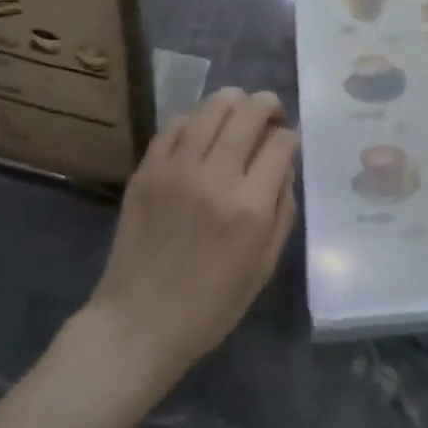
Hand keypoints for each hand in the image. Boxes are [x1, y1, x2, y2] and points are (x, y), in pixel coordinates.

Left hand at [83, 88, 298, 385]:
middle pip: (250, 111)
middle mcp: (215, 176)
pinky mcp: (147, 169)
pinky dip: (196, 120)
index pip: (281, 142)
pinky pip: (176, 124)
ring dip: (234, 103)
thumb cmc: (209, 306)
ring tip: (237, 117)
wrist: (137, 323)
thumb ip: (283, 211)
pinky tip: (201, 134)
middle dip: (269, 106)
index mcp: (250, 206)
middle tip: (271, 118)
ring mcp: (176, 168)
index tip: (287, 145)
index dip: (290, 137)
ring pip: (213, 106)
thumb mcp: (264, 267)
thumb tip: (283, 166)